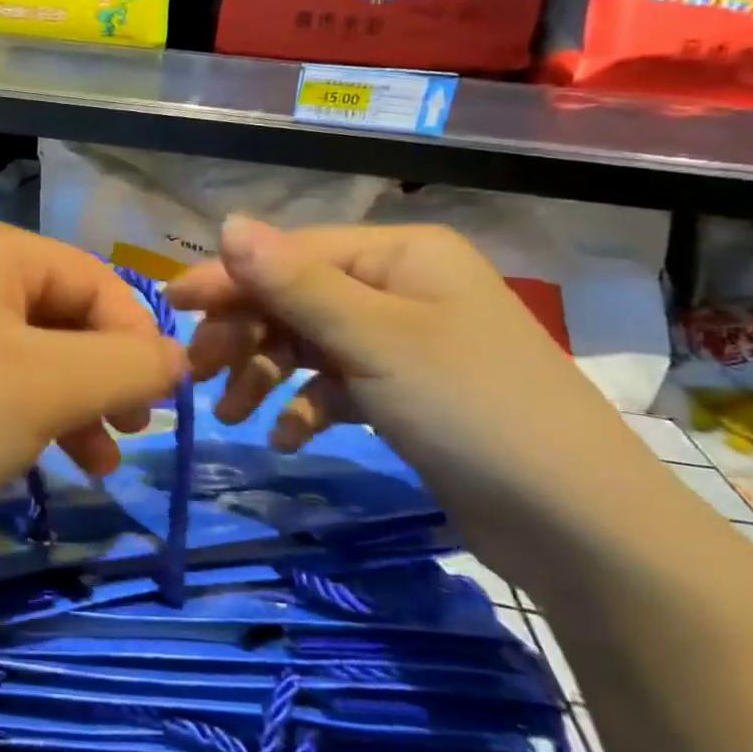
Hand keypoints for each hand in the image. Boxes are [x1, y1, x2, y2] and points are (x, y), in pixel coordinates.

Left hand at [0, 216, 188, 533]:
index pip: (96, 279)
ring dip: (75, 404)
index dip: (138, 338)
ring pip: (34, 355)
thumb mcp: (49, 386)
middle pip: (65, 316)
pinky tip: (49, 460)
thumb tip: (181, 357)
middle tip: (132, 432)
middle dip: (105, 376)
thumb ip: (128, 365)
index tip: (162, 404)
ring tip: (98, 462)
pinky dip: (32, 417)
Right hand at [166, 215, 656, 579]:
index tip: (172, 306)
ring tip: (231, 415)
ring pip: (309, 343)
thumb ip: (294, 282)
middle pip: (296, 297)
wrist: (581, 529)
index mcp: (402, 255)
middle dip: (245, 333)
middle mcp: (401, 286)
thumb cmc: (472, 409)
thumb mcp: (374, 340)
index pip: (293, 253)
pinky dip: (306, 407)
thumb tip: (228, 223)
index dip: (230, 278)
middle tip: (197, 373)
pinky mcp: (405, 393)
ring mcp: (404, 342)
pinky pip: (336, 385)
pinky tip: (286, 438)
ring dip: (266, 374)